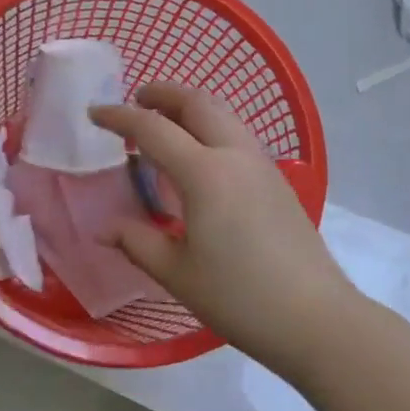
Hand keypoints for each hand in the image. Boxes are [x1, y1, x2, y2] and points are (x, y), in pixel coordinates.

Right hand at [90, 84, 354, 364]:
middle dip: (163, 94)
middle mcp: (235, 155)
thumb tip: (104, 228)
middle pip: (198, 103)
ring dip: (191, 108)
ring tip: (166, 124)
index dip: (120, 117)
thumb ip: (137, 242)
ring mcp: (262, 164)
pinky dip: (211, 128)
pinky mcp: (278, 180)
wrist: (314, 317)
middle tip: (136, 100)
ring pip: (224, 115)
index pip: (154, 129)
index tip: (95, 113)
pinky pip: (238, 135)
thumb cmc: (238, 297)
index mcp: (205, 173)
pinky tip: (201, 157)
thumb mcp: (177, 274)